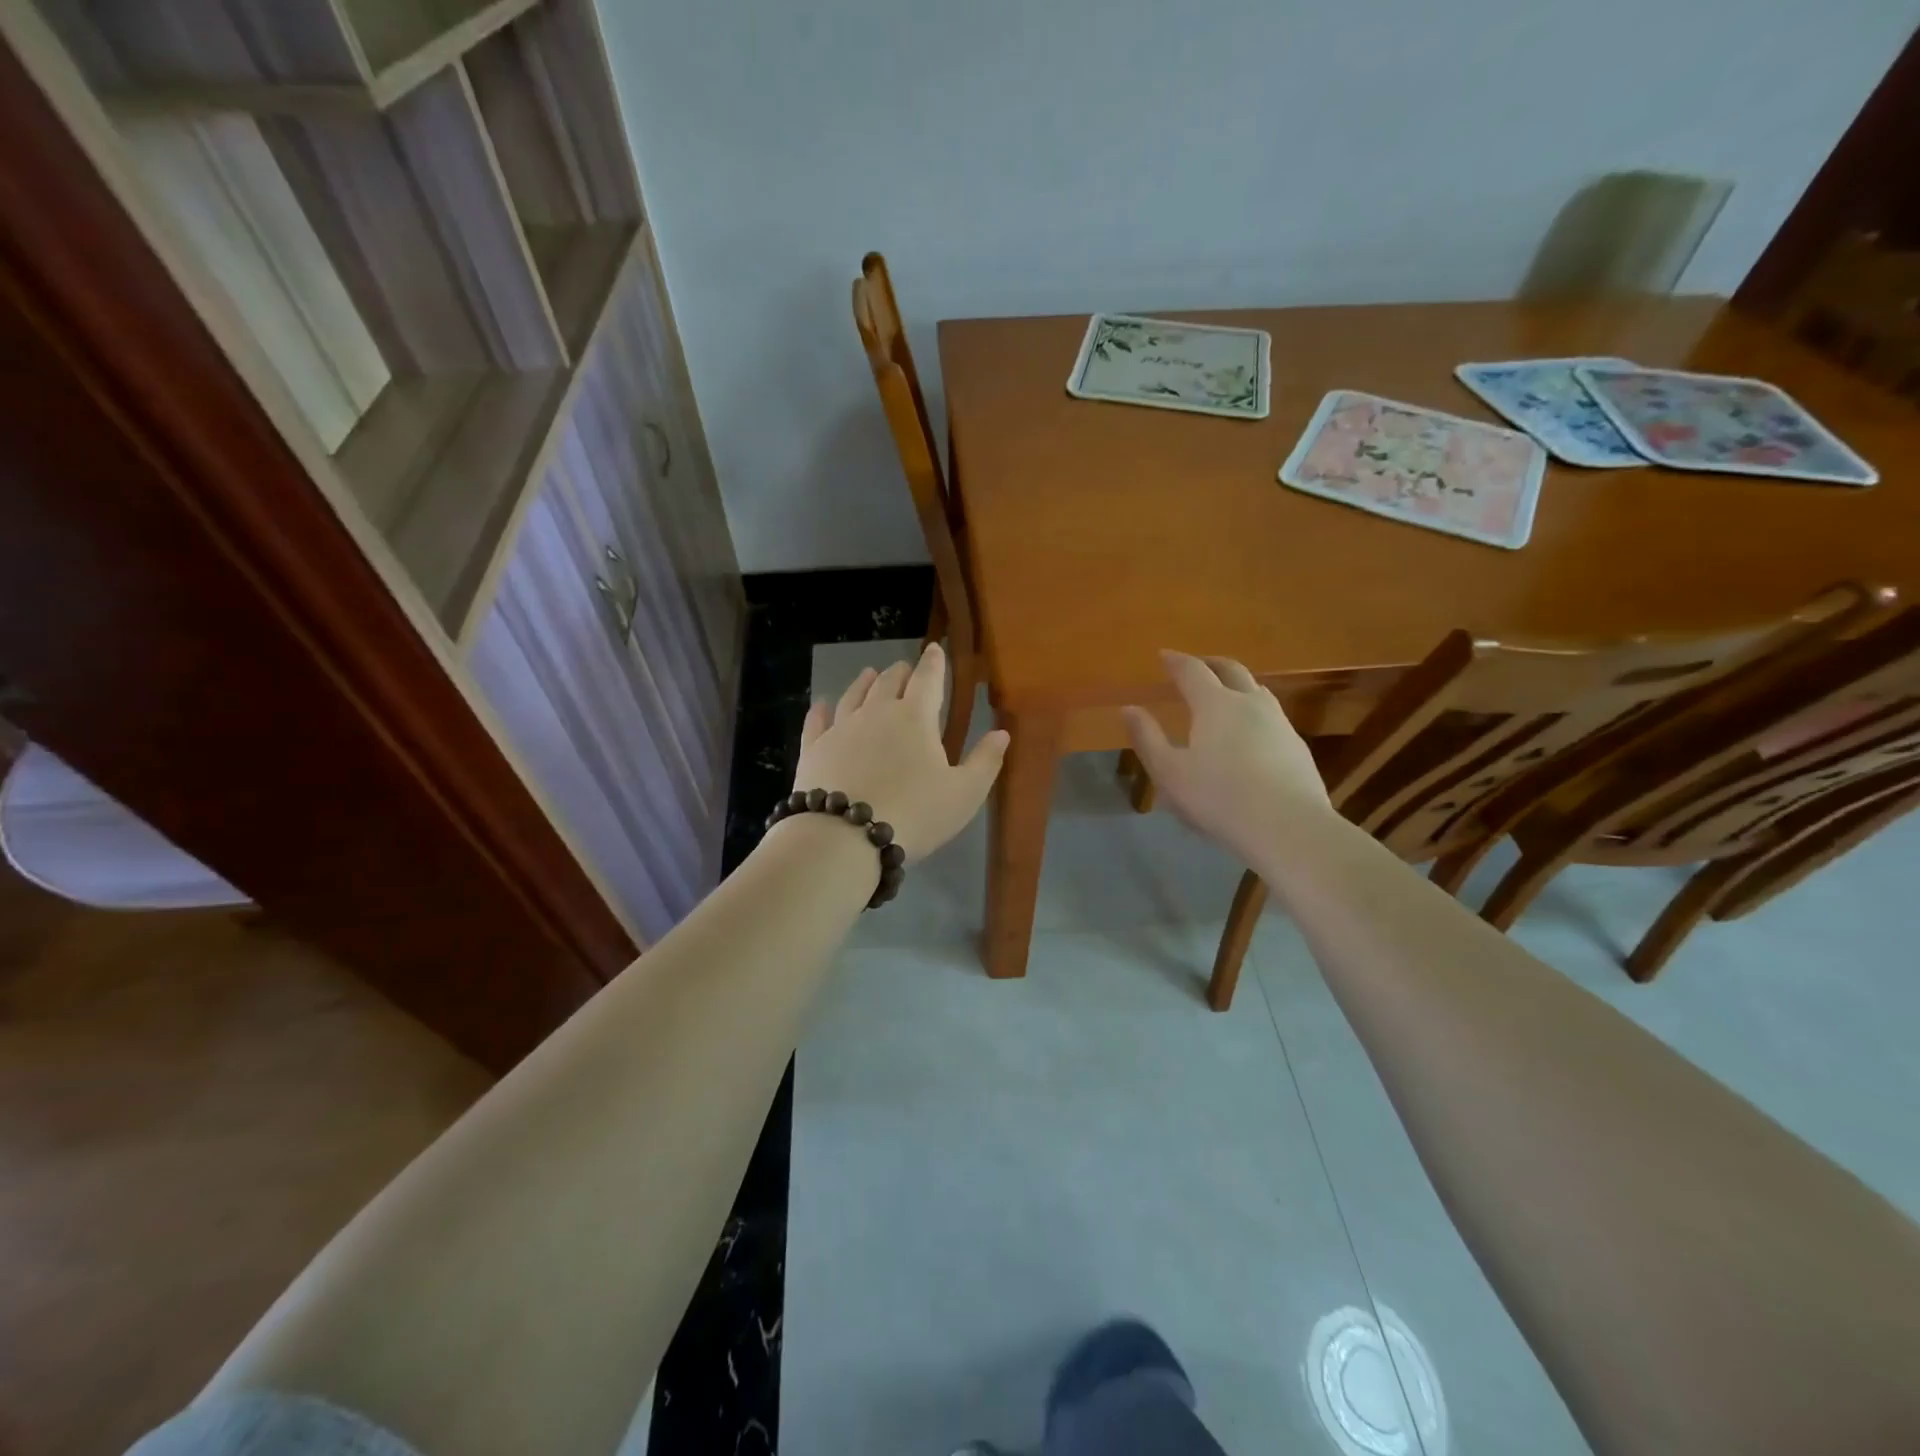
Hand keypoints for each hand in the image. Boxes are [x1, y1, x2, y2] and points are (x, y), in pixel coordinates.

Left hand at [791, 643, 1008, 861]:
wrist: (845, 837)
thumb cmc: (915, 814)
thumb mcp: (964, 794)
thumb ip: (985, 761)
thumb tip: (1002, 732)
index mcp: (916, 718)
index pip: (928, 680)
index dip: (934, 663)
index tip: (936, 649)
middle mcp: (876, 713)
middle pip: (888, 683)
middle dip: (900, 672)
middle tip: (905, 668)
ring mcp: (841, 729)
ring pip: (853, 696)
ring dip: (864, 682)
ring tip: (868, 674)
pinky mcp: (814, 749)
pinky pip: (817, 722)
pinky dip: (820, 710)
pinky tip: (821, 704)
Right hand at [1121, 651, 1337, 866]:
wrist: (1288, 826)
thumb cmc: (1219, 798)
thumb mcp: (1169, 772)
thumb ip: (1147, 738)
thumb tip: (1129, 709)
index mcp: (1215, 704)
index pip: (1193, 670)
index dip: (1176, 661)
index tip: (1164, 655)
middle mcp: (1250, 703)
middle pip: (1231, 670)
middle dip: (1210, 663)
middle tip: (1197, 665)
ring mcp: (1279, 723)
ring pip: (1257, 690)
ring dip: (1238, 685)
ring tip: (1226, 695)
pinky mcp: (1297, 746)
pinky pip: (1272, 716)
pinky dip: (1255, 712)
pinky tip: (1251, 733)